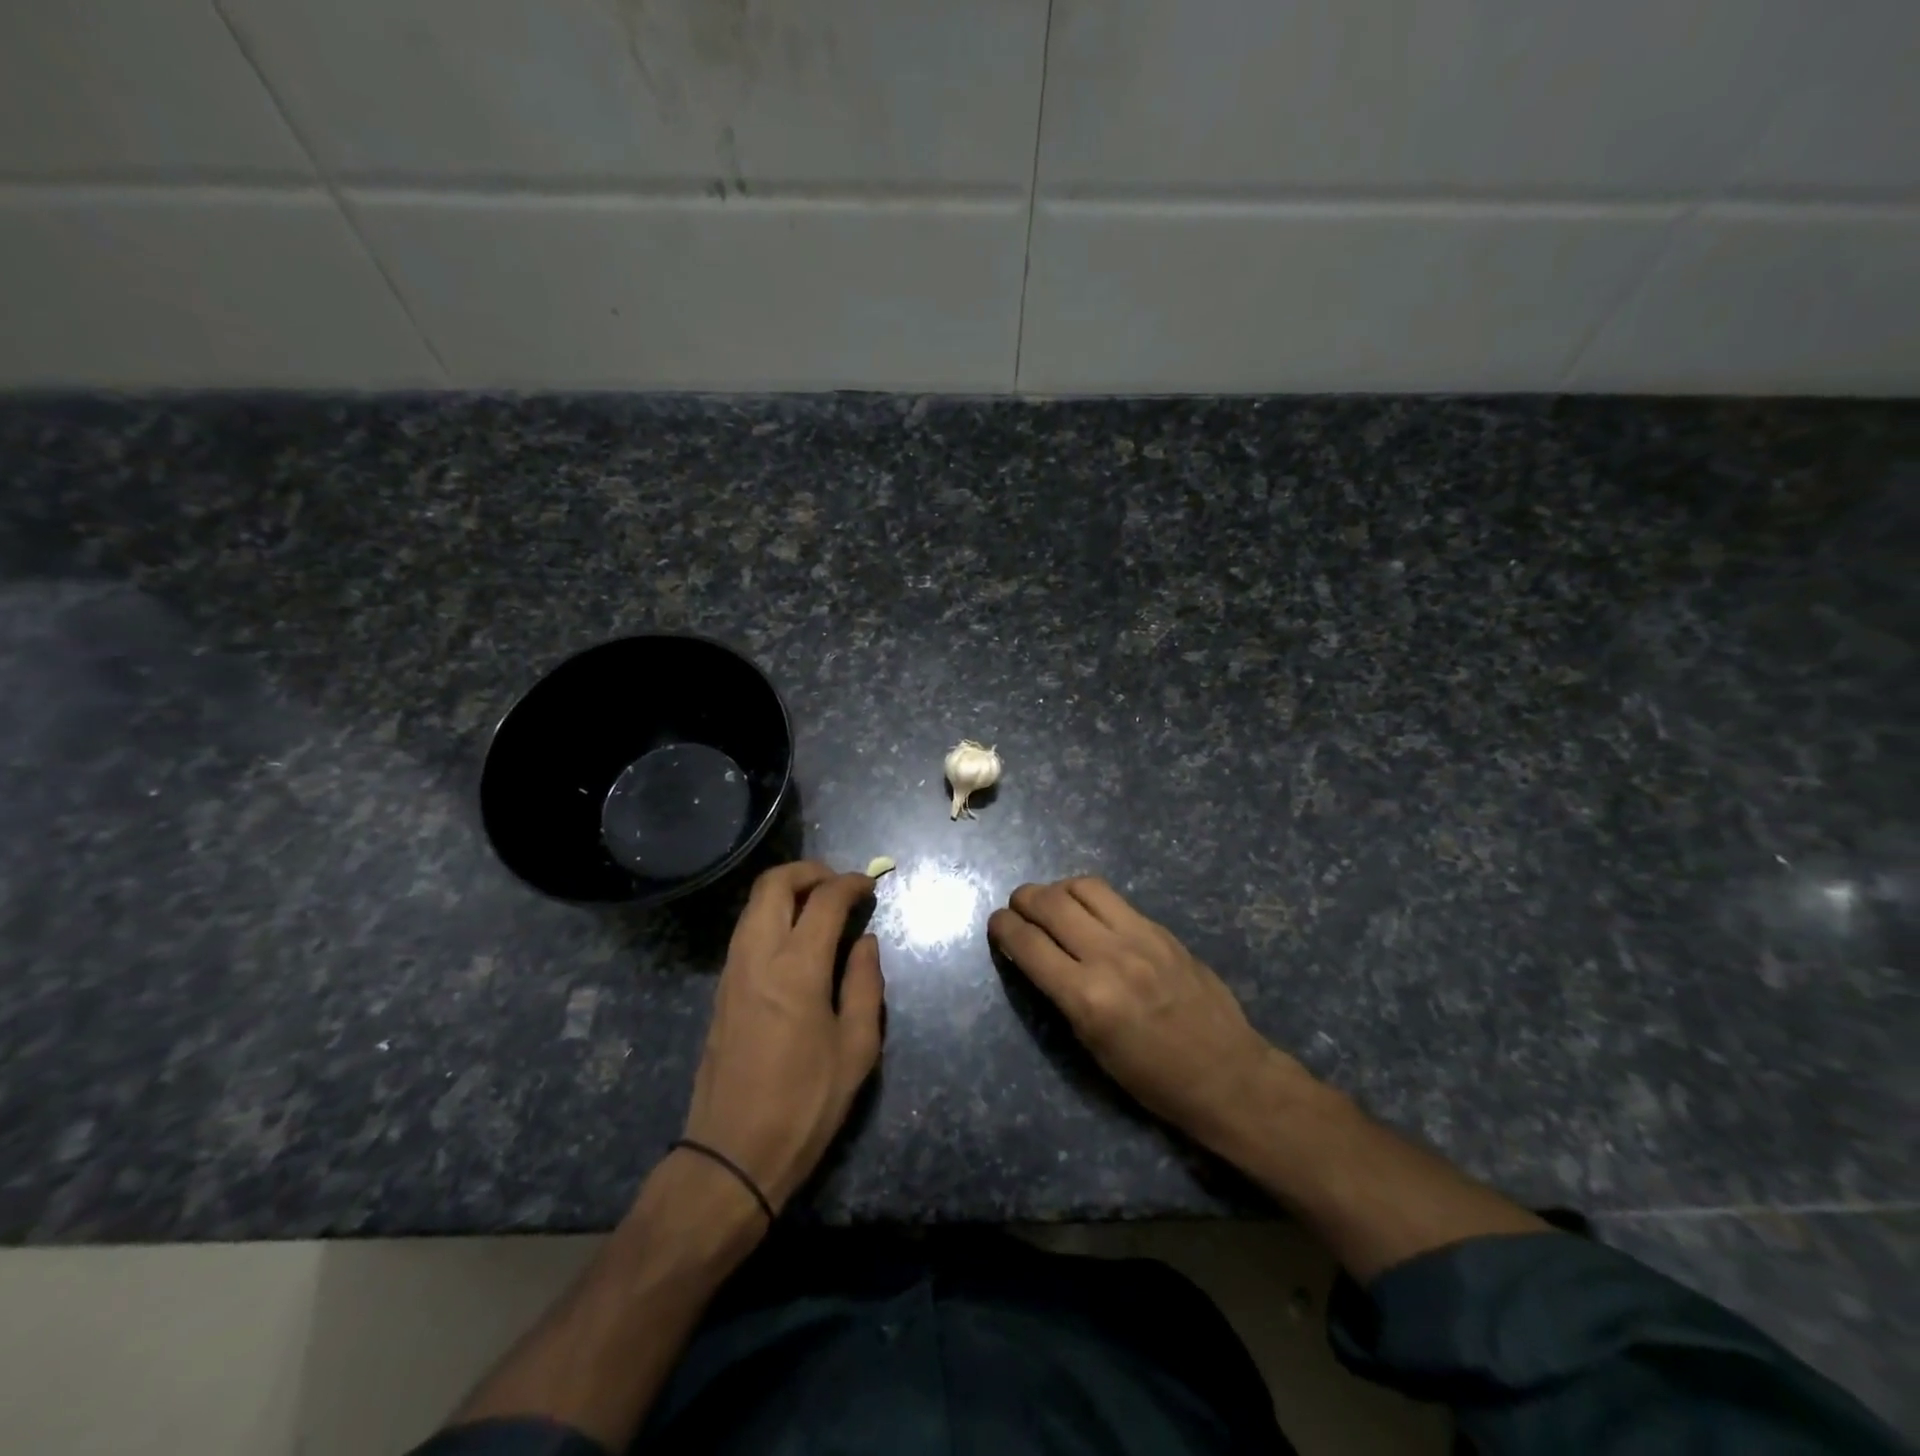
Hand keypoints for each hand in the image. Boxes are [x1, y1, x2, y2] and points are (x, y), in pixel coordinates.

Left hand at [680, 861, 884, 1212]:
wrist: (732, 1154)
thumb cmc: (805, 1104)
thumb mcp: (856, 1049)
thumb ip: (865, 985)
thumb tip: (865, 942)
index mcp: (797, 968)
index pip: (824, 900)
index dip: (851, 883)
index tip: (871, 885)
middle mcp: (758, 956)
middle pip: (774, 884)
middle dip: (810, 871)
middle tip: (840, 884)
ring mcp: (733, 970)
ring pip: (754, 904)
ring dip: (787, 890)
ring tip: (821, 906)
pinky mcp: (721, 988)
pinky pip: (746, 930)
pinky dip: (771, 915)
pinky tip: (796, 939)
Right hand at [989, 876, 1292, 1148]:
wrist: (1226, 1074)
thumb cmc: (1151, 1078)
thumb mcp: (1091, 1046)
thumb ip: (1061, 992)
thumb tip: (1034, 955)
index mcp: (1086, 998)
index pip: (1028, 944)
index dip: (1002, 927)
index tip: (996, 924)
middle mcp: (1109, 957)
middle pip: (1050, 904)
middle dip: (1023, 899)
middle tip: (1016, 907)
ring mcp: (1139, 937)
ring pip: (1083, 887)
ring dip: (1056, 889)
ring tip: (1051, 903)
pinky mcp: (1161, 930)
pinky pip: (1114, 899)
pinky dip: (1088, 898)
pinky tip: (1086, 911)